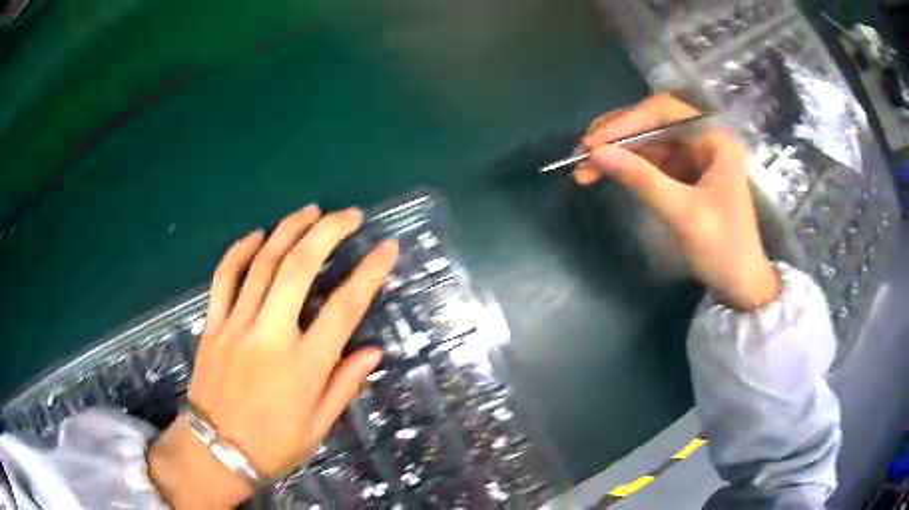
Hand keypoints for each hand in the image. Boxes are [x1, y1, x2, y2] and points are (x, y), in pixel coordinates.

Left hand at [148, 205, 398, 507]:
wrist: (216, 452)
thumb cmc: (273, 445)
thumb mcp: (319, 425)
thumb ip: (345, 384)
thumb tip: (373, 351)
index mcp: (304, 365)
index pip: (345, 307)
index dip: (370, 272)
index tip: (387, 247)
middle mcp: (270, 335)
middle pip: (299, 267)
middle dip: (328, 232)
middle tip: (349, 215)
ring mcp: (236, 325)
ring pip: (262, 262)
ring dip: (289, 230)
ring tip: (310, 211)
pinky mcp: (213, 324)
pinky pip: (224, 277)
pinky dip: (240, 251)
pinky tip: (257, 235)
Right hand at [574, 92, 779, 309]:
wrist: (741, 284)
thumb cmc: (723, 249)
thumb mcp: (683, 214)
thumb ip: (641, 179)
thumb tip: (595, 153)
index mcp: (714, 139)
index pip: (663, 112)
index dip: (626, 122)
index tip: (593, 143)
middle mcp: (703, 139)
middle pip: (653, 122)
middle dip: (617, 136)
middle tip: (581, 152)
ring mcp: (694, 156)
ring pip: (649, 142)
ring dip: (617, 152)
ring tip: (584, 168)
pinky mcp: (686, 174)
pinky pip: (653, 161)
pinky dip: (628, 166)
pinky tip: (606, 173)